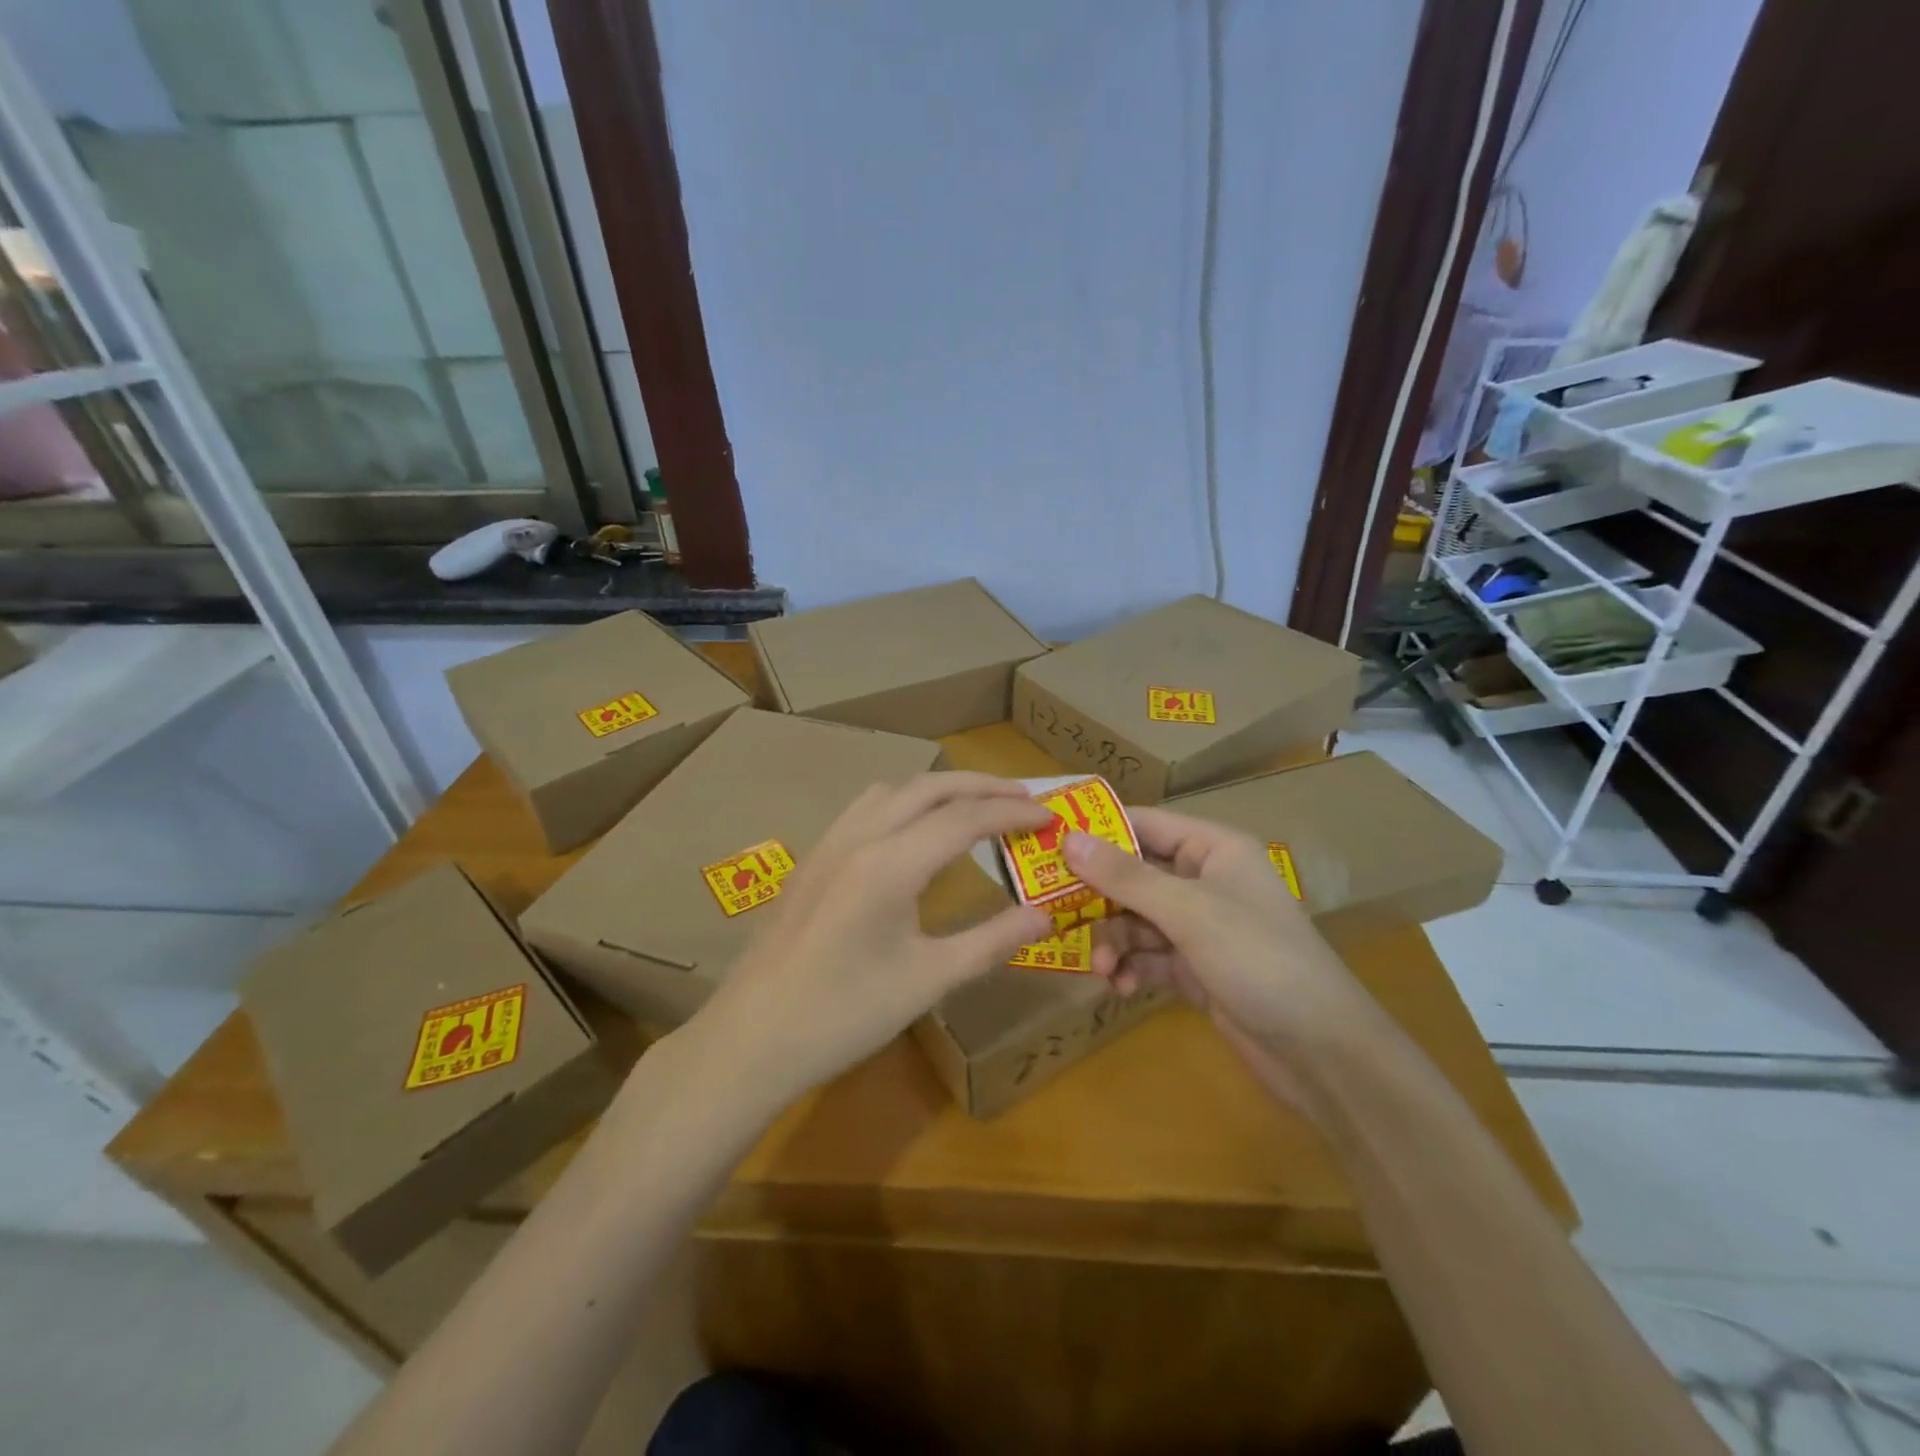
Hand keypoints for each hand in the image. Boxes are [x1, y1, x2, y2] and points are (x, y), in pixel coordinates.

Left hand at [699, 773, 1052, 1102]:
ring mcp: (830, 842)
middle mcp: (860, 836)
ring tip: (975, 808)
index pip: (965, 818)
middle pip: (930, 787)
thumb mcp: (929, 981)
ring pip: (895, 790)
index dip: (1012, 812)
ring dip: (940, 789)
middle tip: (1025, 798)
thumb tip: (1045, 914)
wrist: (753, 1037)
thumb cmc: (845, 1015)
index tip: (1050, 816)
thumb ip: (991, 941)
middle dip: (982, 786)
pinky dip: (905, 802)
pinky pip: (866, 806)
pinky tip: (914, 832)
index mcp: (891, 863)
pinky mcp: (813, 857)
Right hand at [1063, 809, 1378, 1105]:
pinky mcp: (1195, 967)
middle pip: (1134, 874)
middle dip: (1099, 898)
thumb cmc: (1259, 959)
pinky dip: (1130, 967)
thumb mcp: (1189, 912)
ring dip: (1114, 941)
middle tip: (1056, 912)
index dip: (1097, 830)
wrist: (1321, 1052)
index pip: (1144, 823)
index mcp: (1213, 849)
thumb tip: (1069, 839)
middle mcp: (1204, 880)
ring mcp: (1200, 926)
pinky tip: (1119, 987)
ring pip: (1136, 919)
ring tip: (1102, 969)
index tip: (1047, 841)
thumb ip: (1126, 877)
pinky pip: (1147, 955)